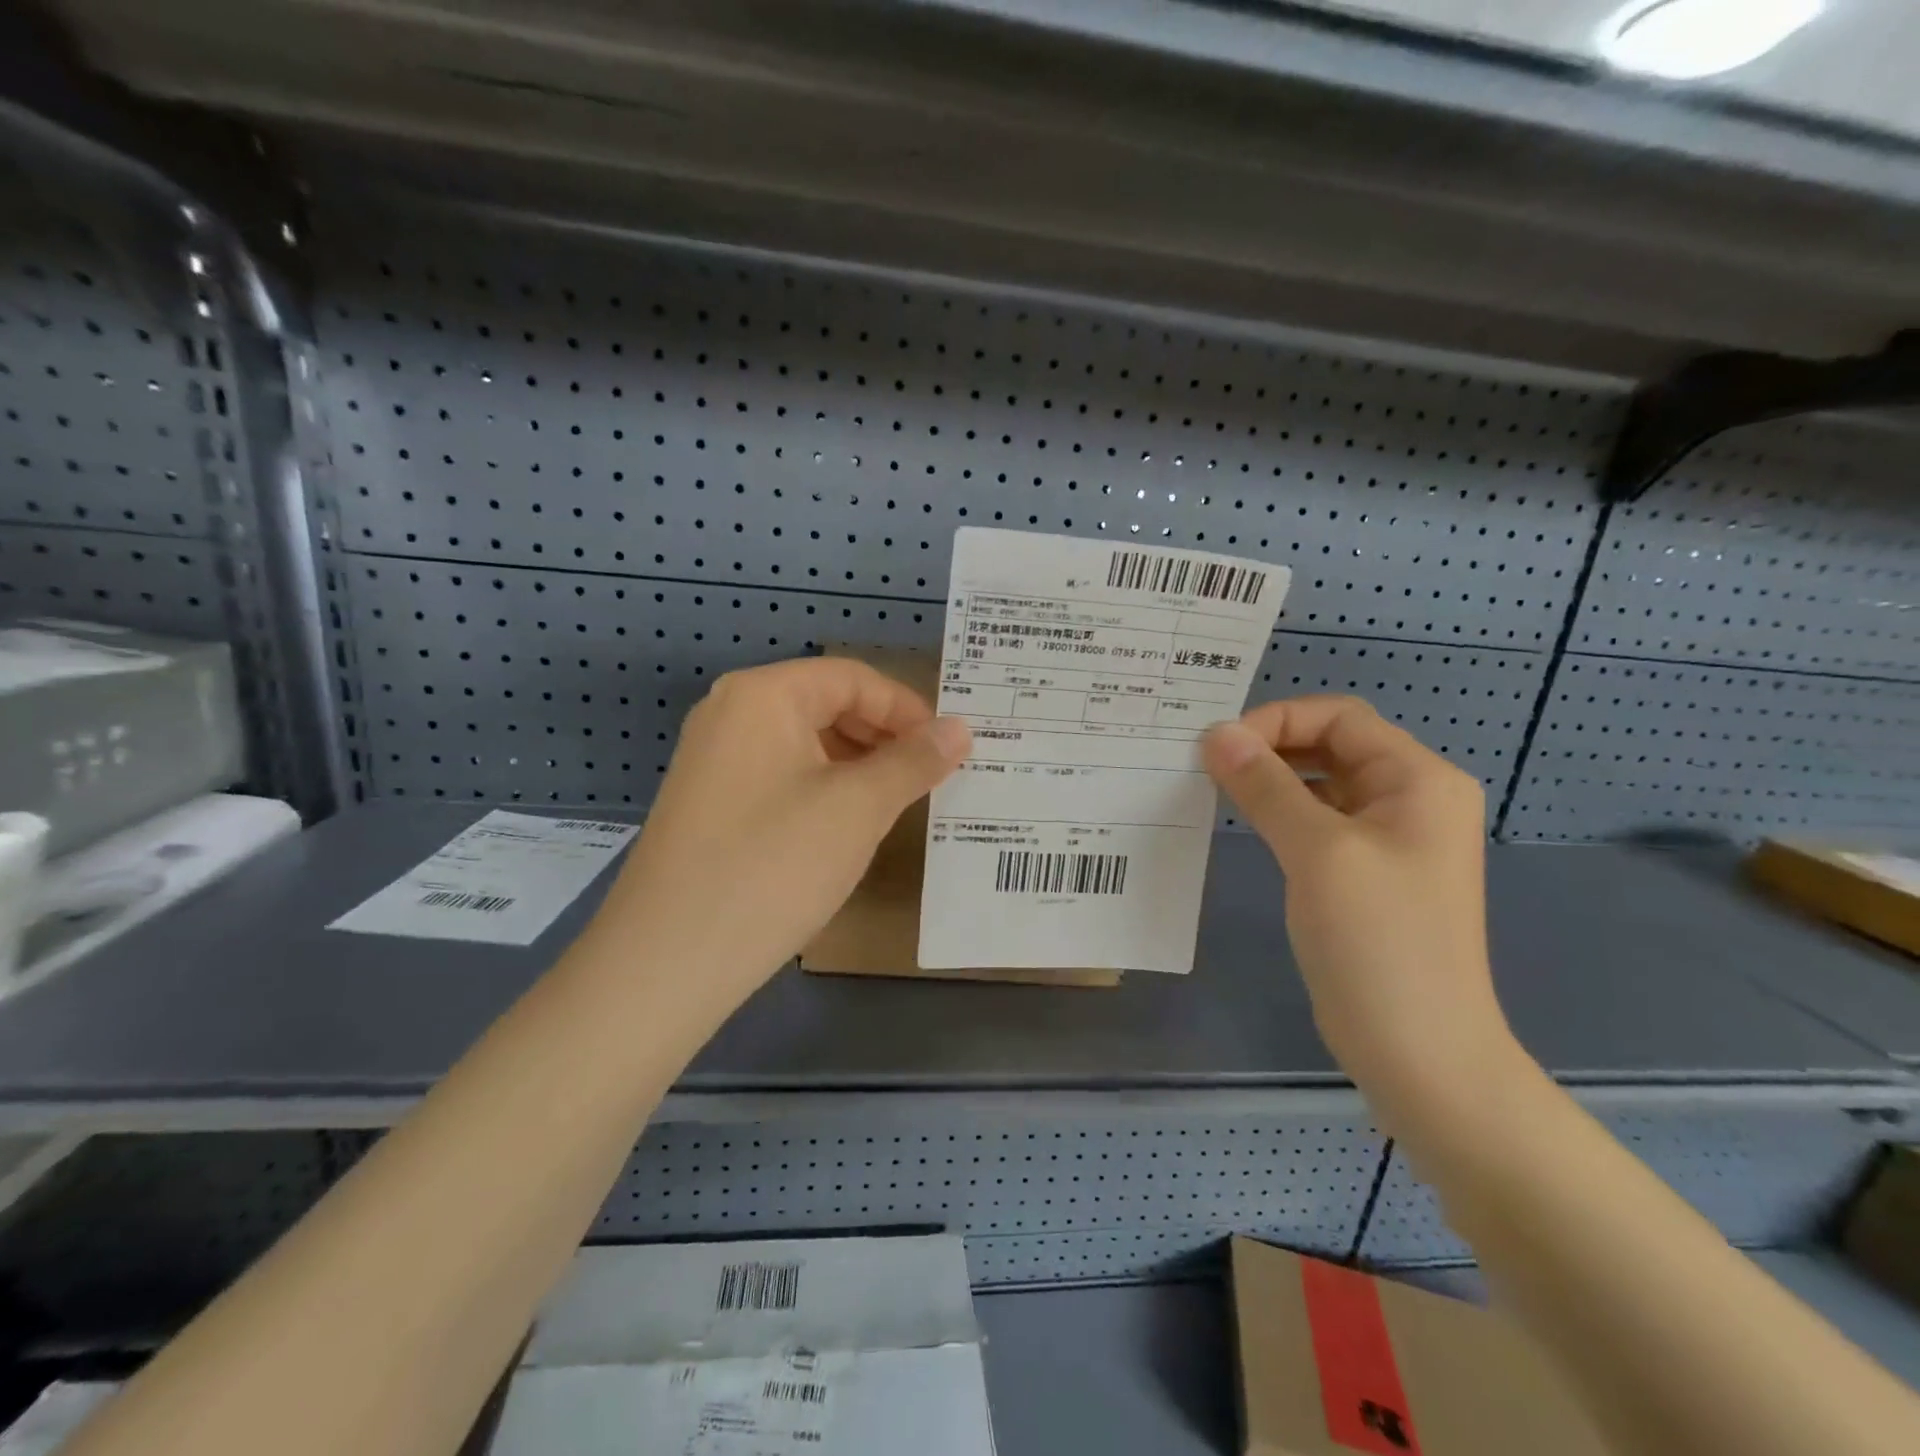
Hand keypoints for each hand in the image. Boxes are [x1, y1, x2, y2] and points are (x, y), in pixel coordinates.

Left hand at [594, 657, 969, 1005]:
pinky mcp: (710, 805)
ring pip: (805, 745)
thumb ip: (913, 761)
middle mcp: (731, 714)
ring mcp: (714, 761)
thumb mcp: (857, 808)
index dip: (908, 710)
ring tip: (898, 804)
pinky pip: (782, 778)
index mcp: (763, 695)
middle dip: (884, 738)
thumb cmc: (773, 865)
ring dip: (858, 767)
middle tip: (931, 778)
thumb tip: (961, 729)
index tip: (950, 751)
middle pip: (826, 705)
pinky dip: (824, 791)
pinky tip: (847, 828)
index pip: (853, 679)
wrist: (667, 962)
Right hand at [1202, 696, 1514, 1106]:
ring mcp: (1390, 838)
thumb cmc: (1378, 941)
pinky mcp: (1367, 873)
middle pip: (1332, 744)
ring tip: (1216, 788)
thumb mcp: (1318, 851)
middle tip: (1208, 764)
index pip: (1340, 717)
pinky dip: (1280, 812)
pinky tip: (1245, 822)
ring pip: (1322, 784)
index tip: (1219, 748)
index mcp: (1419, 780)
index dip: (1277, 720)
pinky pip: (1319, 822)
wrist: (1420, 1051)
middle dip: (1271, 746)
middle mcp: (1410, 798)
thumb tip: (1216, 734)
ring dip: (1272, 779)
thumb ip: (1266, 786)